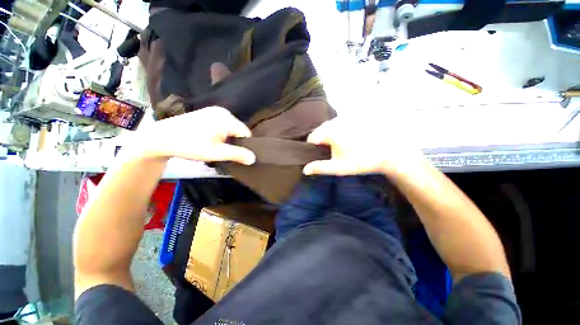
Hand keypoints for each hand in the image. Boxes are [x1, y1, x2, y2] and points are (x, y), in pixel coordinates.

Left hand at [129, 106, 255, 164]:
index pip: (246, 133)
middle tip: (225, 153)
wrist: (161, 138)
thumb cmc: (190, 145)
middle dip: (235, 143)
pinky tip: (211, 141)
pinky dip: (221, 135)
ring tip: (217, 148)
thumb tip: (254, 158)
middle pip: (239, 131)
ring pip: (231, 129)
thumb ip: (237, 154)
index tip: (236, 156)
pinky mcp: (207, 114)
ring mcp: (214, 111)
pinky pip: (222, 126)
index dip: (244, 146)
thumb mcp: (216, 153)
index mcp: (227, 118)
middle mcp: (223, 111)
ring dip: (228, 140)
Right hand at [303, 117, 426, 177]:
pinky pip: (340, 124)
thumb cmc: (361, 160)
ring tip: (339, 147)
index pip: (312, 138)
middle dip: (321, 141)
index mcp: (329, 131)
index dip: (312, 148)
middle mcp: (336, 121)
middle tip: (330, 153)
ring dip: (330, 136)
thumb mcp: (338, 167)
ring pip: (330, 127)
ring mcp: (346, 118)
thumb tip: (304, 170)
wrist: (390, 152)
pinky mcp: (355, 118)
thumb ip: (320, 167)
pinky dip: (339, 131)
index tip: (320, 156)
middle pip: (320, 131)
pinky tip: (348, 140)